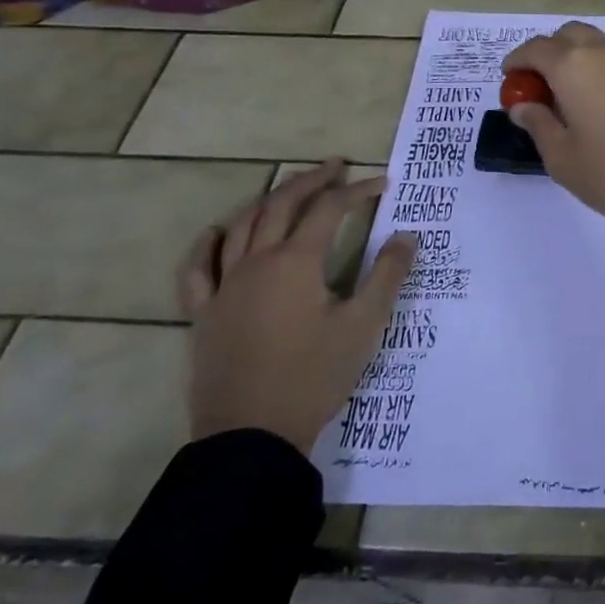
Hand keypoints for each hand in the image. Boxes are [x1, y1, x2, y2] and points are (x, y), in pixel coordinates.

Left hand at [179, 161, 415, 452]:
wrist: (252, 436)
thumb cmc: (314, 376)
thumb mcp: (364, 325)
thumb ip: (388, 275)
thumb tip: (407, 236)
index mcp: (296, 263)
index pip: (329, 210)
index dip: (357, 192)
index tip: (382, 184)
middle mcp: (256, 263)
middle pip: (281, 205)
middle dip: (311, 181)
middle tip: (336, 167)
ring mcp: (224, 287)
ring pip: (241, 226)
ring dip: (268, 200)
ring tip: (290, 189)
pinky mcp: (203, 314)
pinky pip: (197, 269)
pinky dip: (208, 244)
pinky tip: (218, 232)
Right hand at [503, 22, 604, 303]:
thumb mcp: (562, 157)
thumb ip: (538, 124)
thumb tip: (523, 105)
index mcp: (573, 65)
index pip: (536, 49)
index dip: (517, 62)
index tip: (509, 81)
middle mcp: (604, 51)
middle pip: (567, 36)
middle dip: (547, 53)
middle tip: (536, 88)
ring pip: (594, 44)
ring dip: (573, 58)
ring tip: (564, 98)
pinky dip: (596, 69)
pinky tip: (593, 104)